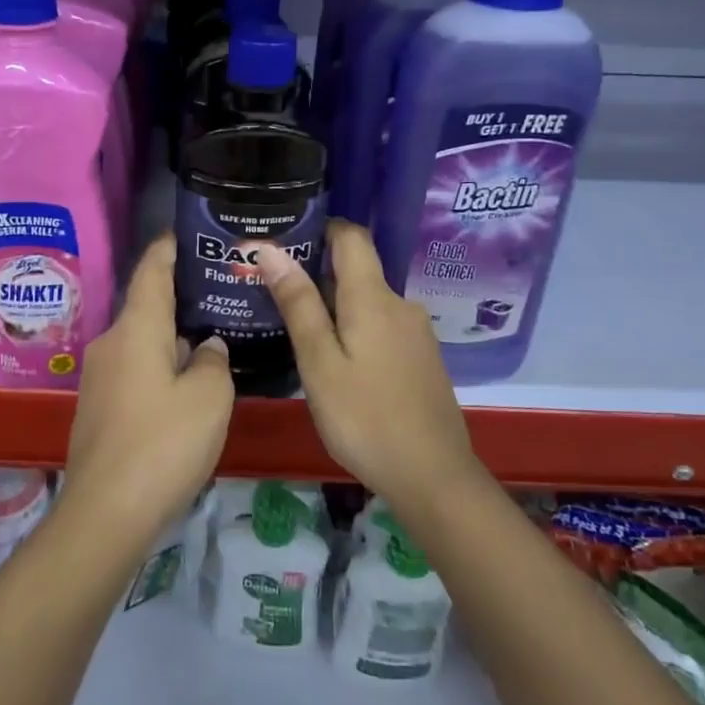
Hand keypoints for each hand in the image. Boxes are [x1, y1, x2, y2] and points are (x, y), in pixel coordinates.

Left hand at [64, 233, 232, 551]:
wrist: (106, 513)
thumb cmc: (163, 444)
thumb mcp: (209, 398)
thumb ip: (214, 363)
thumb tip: (208, 348)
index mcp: (136, 329)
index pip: (151, 272)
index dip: (167, 249)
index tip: (183, 233)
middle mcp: (111, 344)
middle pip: (147, 309)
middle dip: (179, 300)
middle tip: (218, 294)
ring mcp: (100, 378)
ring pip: (142, 344)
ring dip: (171, 340)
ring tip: (210, 340)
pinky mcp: (98, 408)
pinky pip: (134, 372)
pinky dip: (159, 368)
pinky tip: (185, 386)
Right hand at [251, 220, 480, 506]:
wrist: (433, 476)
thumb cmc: (364, 418)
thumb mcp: (319, 362)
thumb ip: (298, 303)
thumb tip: (271, 249)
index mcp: (373, 297)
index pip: (351, 235)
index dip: (320, 228)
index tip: (285, 241)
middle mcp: (400, 303)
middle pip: (358, 269)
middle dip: (318, 274)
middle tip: (275, 295)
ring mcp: (416, 332)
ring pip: (368, 301)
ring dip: (336, 306)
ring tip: (299, 331)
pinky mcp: (423, 357)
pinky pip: (382, 325)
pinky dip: (356, 329)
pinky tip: (337, 361)